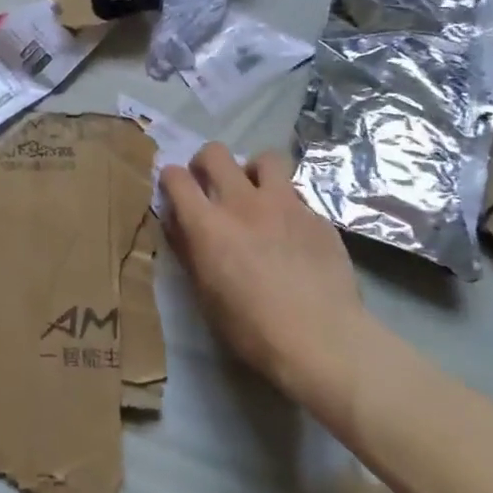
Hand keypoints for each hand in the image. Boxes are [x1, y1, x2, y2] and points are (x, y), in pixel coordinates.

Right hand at [161, 145, 371, 418]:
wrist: (322, 340)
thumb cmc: (251, 328)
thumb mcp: (204, 293)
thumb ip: (188, 250)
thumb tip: (178, 222)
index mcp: (207, 224)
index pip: (176, 177)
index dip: (170, 178)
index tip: (174, 190)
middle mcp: (242, 202)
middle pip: (215, 152)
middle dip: (206, 162)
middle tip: (211, 184)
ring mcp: (284, 204)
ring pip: (265, 158)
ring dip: (253, 171)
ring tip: (256, 195)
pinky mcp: (317, 216)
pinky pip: (296, 194)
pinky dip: (287, 205)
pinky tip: (292, 233)